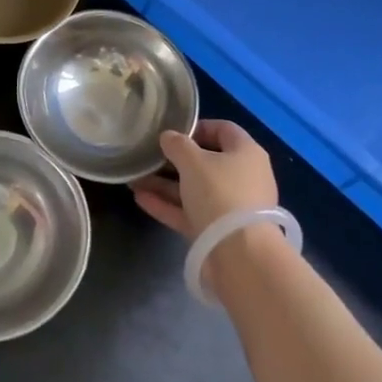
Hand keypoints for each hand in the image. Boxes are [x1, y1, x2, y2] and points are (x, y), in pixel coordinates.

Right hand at [131, 120, 277, 241]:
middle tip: (148, 157)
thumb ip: (178, 145)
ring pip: (194, 189)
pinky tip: (140, 198)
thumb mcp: (193, 162)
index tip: (171, 133)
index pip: (223, 130)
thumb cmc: (220, 193)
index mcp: (246, 153)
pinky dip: (168, 205)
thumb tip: (168, 137)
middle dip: (174, 160)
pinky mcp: (218, 232)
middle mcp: (242, 177)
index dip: (197, 127)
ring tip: (134, 179)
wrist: (240, 254)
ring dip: (165, 184)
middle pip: (206, 162)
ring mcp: (231, 207)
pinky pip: (190, 212)